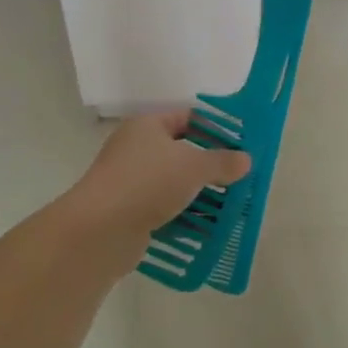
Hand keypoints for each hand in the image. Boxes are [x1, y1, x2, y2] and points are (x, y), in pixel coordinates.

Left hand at [64, 111, 251, 259]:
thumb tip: (245, 159)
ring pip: (172, 182)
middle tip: (238, 177)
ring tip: (228, 204)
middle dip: (208, 165)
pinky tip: (204, 227)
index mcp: (147, 125)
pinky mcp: (127, 211)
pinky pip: (162, 208)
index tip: (239, 144)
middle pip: (179, 151)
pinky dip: (181, 215)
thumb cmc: (148, 182)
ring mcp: (129, 181)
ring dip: (196, 194)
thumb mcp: (193, 167)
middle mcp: (134, 148)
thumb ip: (221, 162)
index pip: (186, 118)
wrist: (101, 230)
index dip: (213, 128)